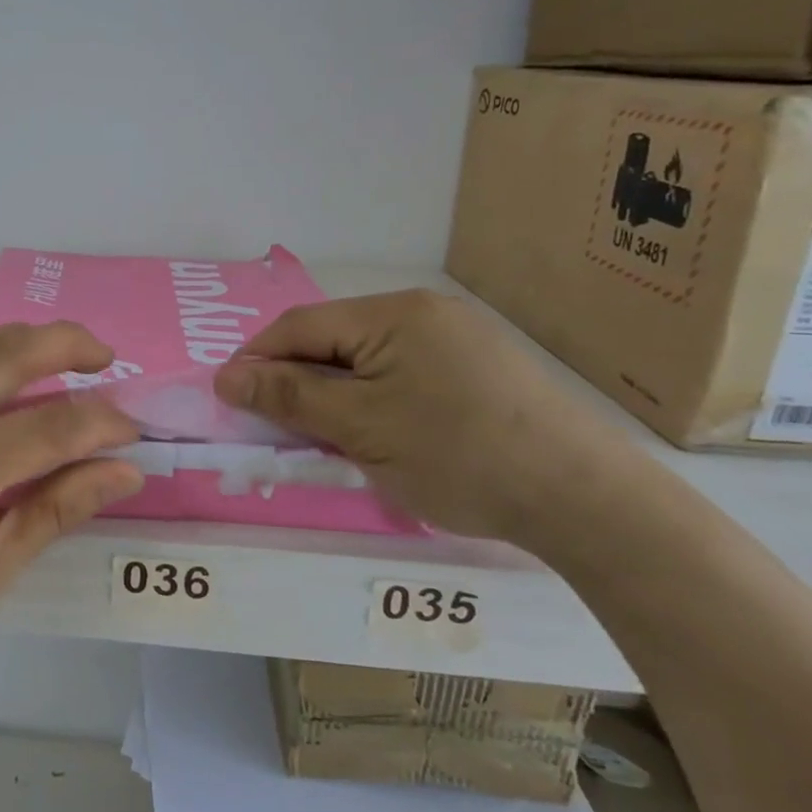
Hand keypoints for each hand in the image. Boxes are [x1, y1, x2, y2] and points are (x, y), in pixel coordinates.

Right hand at [213, 291, 636, 548]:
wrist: (585, 499)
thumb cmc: (458, 456)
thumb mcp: (360, 428)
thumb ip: (289, 397)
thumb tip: (226, 377)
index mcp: (393, 314)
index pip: (300, 326)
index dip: (257, 360)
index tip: (228, 399)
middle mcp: (424, 312)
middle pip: (334, 339)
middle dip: (297, 378)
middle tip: (275, 425)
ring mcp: (457, 338)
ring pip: (367, 358)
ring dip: (334, 391)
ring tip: (322, 433)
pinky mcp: (480, 368)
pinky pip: (402, 372)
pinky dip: (372, 397)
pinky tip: (376, 430)